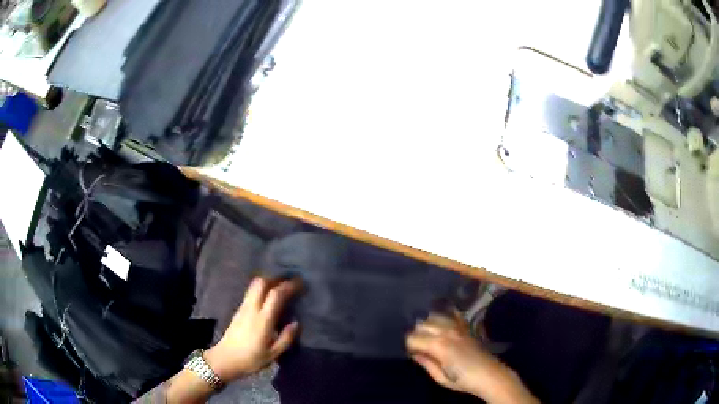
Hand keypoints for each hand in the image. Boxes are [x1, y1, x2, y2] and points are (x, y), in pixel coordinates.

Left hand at [205, 277, 301, 381]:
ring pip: (254, 285)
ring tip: (280, 286)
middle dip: (276, 278)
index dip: (288, 286)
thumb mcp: (273, 354)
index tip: (300, 283)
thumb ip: (286, 338)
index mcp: (262, 319)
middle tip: (289, 281)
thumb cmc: (251, 359)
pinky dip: (262, 288)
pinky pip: (251, 292)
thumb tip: (296, 323)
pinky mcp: (239, 310)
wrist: (225, 359)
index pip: (275, 294)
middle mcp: (252, 308)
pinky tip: (268, 296)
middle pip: (261, 283)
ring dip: (268, 281)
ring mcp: (243, 307)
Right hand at [406, 312, 538, 403]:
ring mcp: (458, 327)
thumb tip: (414, 354)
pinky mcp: (466, 328)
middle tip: (418, 348)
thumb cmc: (464, 380)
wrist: (490, 375)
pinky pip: (452, 315)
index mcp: (438, 345)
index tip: (411, 354)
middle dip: (416, 334)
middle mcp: (446, 331)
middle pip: (422, 324)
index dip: (409, 346)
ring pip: (435, 316)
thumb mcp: (441, 378)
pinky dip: (444, 317)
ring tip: (428, 337)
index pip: (413, 338)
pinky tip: (442, 324)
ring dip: (428, 325)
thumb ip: (426, 364)